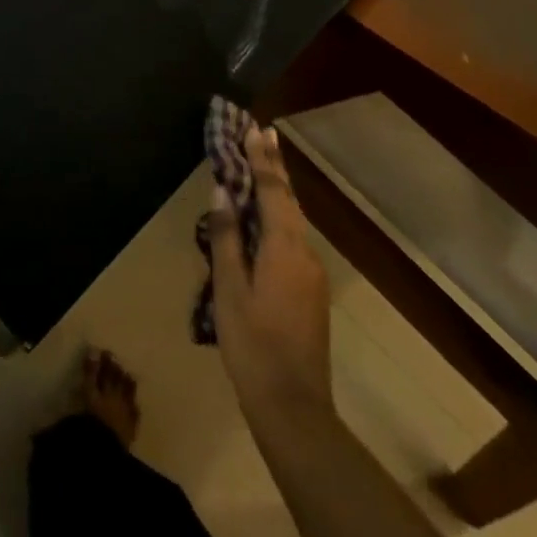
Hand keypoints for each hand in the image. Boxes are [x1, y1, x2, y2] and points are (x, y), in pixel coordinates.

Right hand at [209, 123, 333, 422]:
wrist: (295, 409)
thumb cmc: (253, 346)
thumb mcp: (229, 290)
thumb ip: (226, 236)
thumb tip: (224, 190)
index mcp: (284, 248)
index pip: (273, 190)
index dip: (262, 157)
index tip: (254, 127)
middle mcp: (305, 252)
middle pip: (289, 199)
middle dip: (274, 165)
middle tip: (262, 133)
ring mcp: (312, 273)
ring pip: (293, 219)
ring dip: (277, 190)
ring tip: (261, 165)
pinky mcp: (311, 291)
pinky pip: (294, 239)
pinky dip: (279, 216)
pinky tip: (265, 219)